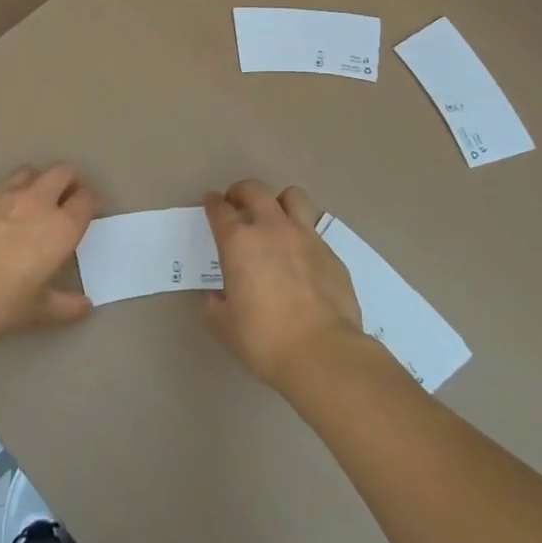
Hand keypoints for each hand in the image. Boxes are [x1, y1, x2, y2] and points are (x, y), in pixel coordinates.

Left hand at [0, 164, 100, 343]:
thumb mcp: (37, 312)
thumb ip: (65, 306)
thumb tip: (85, 306)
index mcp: (60, 227)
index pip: (87, 199)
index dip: (91, 202)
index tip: (88, 211)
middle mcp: (37, 201)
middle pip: (63, 172)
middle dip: (69, 181)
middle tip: (64, 199)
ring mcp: (2, 193)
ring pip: (28, 172)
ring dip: (35, 183)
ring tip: (28, 202)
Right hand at [203, 179, 366, 390]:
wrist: (322, 352)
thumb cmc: (264, 339)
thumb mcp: (224, 326)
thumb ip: (216, 305)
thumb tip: (218, 297)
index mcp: (239, 242)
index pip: (220, 210)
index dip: (212, 203)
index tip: (210, 202)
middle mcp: (272, 228)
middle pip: (255, 190)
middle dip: (241, 191)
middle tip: (237, 204)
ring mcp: (305, 236)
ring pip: (292, 196)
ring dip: (279, 202)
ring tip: (275, 218)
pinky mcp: (331, 252)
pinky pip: (314, 230)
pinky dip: (303, 236)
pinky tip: (302, 257)